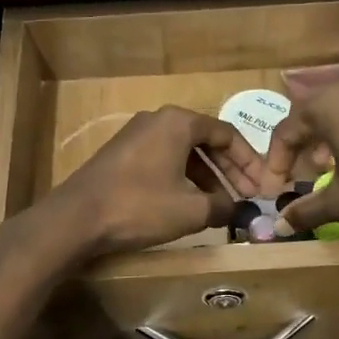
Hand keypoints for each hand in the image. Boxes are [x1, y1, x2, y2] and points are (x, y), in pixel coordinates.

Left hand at [48, 106, 262, 258]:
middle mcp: (157, 120)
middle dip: (229, 170)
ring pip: (183, 153)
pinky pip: (163, 161)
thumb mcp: (191, 211)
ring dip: (206, 177)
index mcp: (178, 122)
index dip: (249, 162)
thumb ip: (222, 207)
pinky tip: (189, 204)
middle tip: (246, 197)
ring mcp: (135, 136)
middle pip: (205, 141)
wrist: (76, 218)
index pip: (227, 134)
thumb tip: (236, 209)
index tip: (262, 186)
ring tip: (221, 205)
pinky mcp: (121, 156)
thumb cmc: (140, 207)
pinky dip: (182, 179)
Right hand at [261, 76, 338, 241]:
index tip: (274, 192)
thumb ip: (306, 211)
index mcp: (329, 105)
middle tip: (297, 175)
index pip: (286, 130)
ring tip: (326, 169)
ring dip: (327, 139)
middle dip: (300, 146)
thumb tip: (277, 228)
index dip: (275, 164)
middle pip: (312, 114)